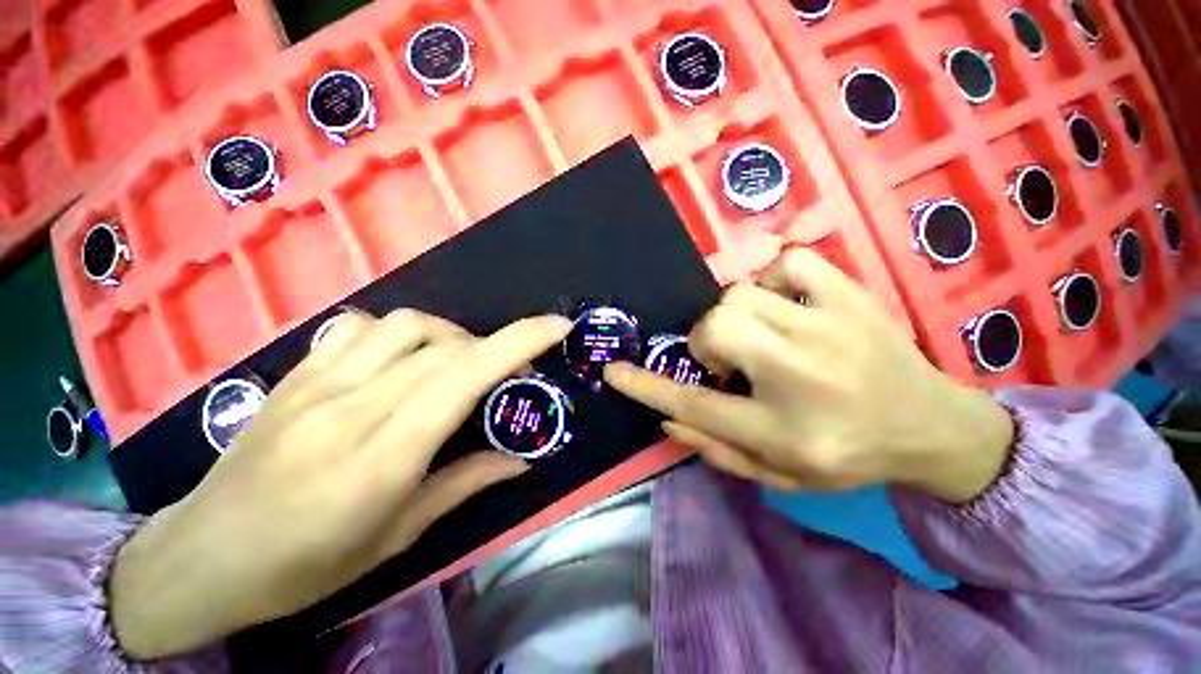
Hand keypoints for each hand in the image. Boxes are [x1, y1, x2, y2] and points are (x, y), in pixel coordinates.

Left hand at [110, 310, 570, 658]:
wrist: (203, 557)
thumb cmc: (307, 564)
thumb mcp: (397, 536)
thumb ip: (465, 484)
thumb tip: (520, 460)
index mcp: (385, 453)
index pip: (467, 375)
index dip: (520, 341)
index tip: (557, 327)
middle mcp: (356, 404)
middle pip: (448, 346)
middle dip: (497, 348)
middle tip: (508, 376)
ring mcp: (319, 381)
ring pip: (408, 325)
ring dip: (450, 337)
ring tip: (455, 366)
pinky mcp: (297, 373)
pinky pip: (359, 326)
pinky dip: (398, 332)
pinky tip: (400, 358)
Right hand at [605, 248, 1013, 501]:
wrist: (933, 427)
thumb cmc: (848, 457)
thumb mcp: (778, 474)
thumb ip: (715, 448)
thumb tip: (666, 416)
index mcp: (782, 429)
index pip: (693, 404)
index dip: (645, 386)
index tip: (613, 371)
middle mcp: (801, 372)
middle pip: (715, 328)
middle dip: (706, 343)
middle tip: (729, 362)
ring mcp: (828, 325)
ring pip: (739, 295)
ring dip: (733, 318)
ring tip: (758, 337)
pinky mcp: (849, 295)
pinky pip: (786, 264)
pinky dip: (771, 281)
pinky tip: (784, 306)